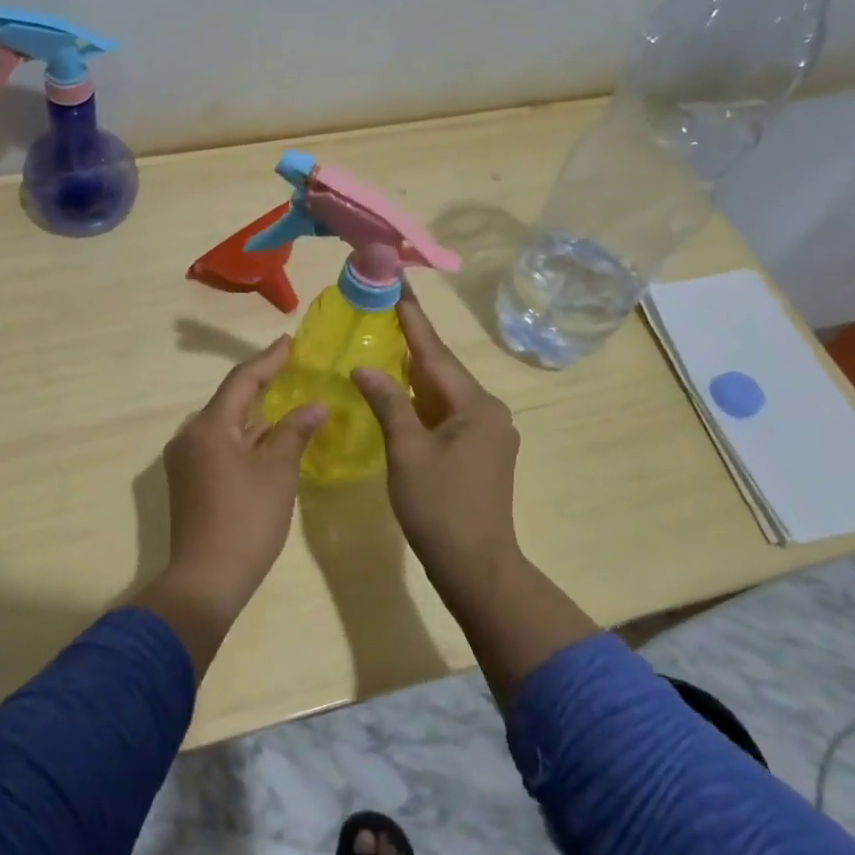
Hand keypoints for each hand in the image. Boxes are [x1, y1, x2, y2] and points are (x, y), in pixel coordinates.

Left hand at [152, 338, 325, 644]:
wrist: (205, 580)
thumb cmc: (247, 520)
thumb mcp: (278, 472)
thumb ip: (295, 431)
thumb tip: (315, 406)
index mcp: (210, 426)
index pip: (243, 379)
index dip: (268, 359)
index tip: (290, 342)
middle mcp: (190, 435)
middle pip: (230, 400)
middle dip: (262, 385)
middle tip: (293, 370)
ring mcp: (184, 459)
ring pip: (224, 424)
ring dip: (255, 415)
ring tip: (286, 403)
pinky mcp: (187, 480)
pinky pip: (218, 444)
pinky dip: (244, 437)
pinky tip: (266, 441)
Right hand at [351, 291, 522, 601]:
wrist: (476, 567)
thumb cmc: (440, 507)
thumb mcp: (407, 452)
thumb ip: (388, 404)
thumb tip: (365, 369)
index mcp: (476, 406)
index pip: (436, 354)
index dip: (413, 321)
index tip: (398, 288)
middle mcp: (489, 413)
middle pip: (443, 372)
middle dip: (413, 345)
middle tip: (385, 313)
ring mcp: (488, 435)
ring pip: (444, 395)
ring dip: (416, 376)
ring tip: (387, 346)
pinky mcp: (480, 454)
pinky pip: (447, 416)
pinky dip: (422, 404)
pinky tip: (401, 396)